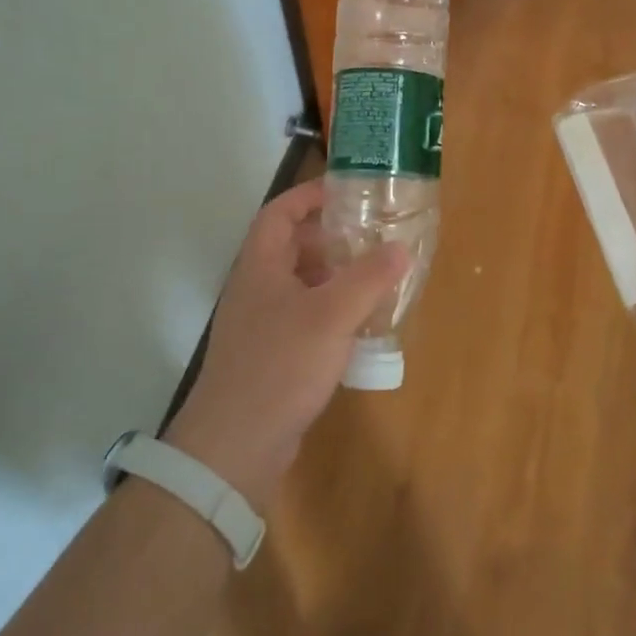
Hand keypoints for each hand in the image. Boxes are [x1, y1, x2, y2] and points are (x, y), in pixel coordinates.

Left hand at [163, 180, 407, 506]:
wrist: (236, 445)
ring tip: (376, 275)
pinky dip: (332, 311)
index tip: (346, 189)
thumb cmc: (280, 365)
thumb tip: (400, 248)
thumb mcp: (331, 315)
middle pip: (292, 246)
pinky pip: (305, 317)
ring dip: (335, 275)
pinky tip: (361, 325)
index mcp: (260, 266)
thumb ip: (368, 278)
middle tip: (372, 233)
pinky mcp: (271, 355)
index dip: (309, 195)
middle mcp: (256, 288)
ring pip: (301, 284)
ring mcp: (261, 324)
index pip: (279, 212)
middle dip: (331, 236)